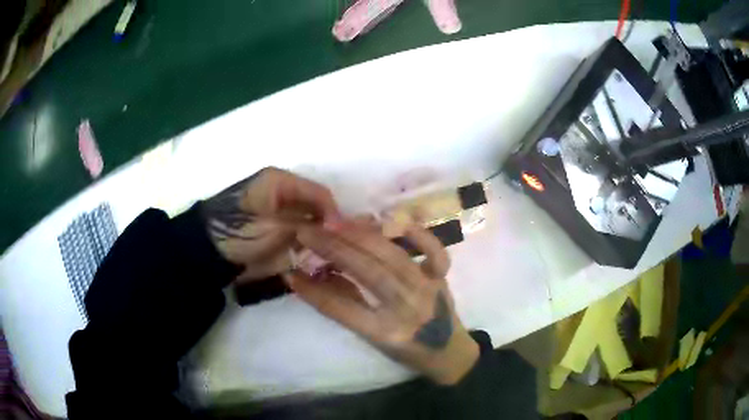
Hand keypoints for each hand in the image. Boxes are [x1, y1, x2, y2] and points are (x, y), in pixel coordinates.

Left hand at [202, 167, 338, 281]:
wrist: (209, 252)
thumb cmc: (240, 233)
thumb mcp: (276, 229)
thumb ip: (308, 228)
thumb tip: (336, 231)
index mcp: (280, 182)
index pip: (319, 192)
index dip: (334, 214)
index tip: (342, 238)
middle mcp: (282, 191)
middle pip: (316, 206)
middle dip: (327, 227)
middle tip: (337, 249)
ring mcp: (277, 210)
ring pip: (309, 221)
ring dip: (317, 237)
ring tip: (327, 255)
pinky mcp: (273, 227)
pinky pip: (298, 232)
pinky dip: (306, 244)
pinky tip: (313, 257)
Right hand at [286, 221, 479, 384]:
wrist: (449, 352)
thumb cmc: (407, 351)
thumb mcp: (372, 339)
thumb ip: (346, 307)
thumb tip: (315, 277)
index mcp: (387, 333)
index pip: (341, 308)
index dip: (312, 291)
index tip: (290, 271)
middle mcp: (408, 309)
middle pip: (367, 272)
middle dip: (333, 248)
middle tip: (307, 231)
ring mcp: (428, 289)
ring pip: (392, 255)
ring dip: (361, 235)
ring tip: (335, 223)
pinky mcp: (442, 277)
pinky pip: (433, 250)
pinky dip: (415, 231)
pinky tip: (392, 220)